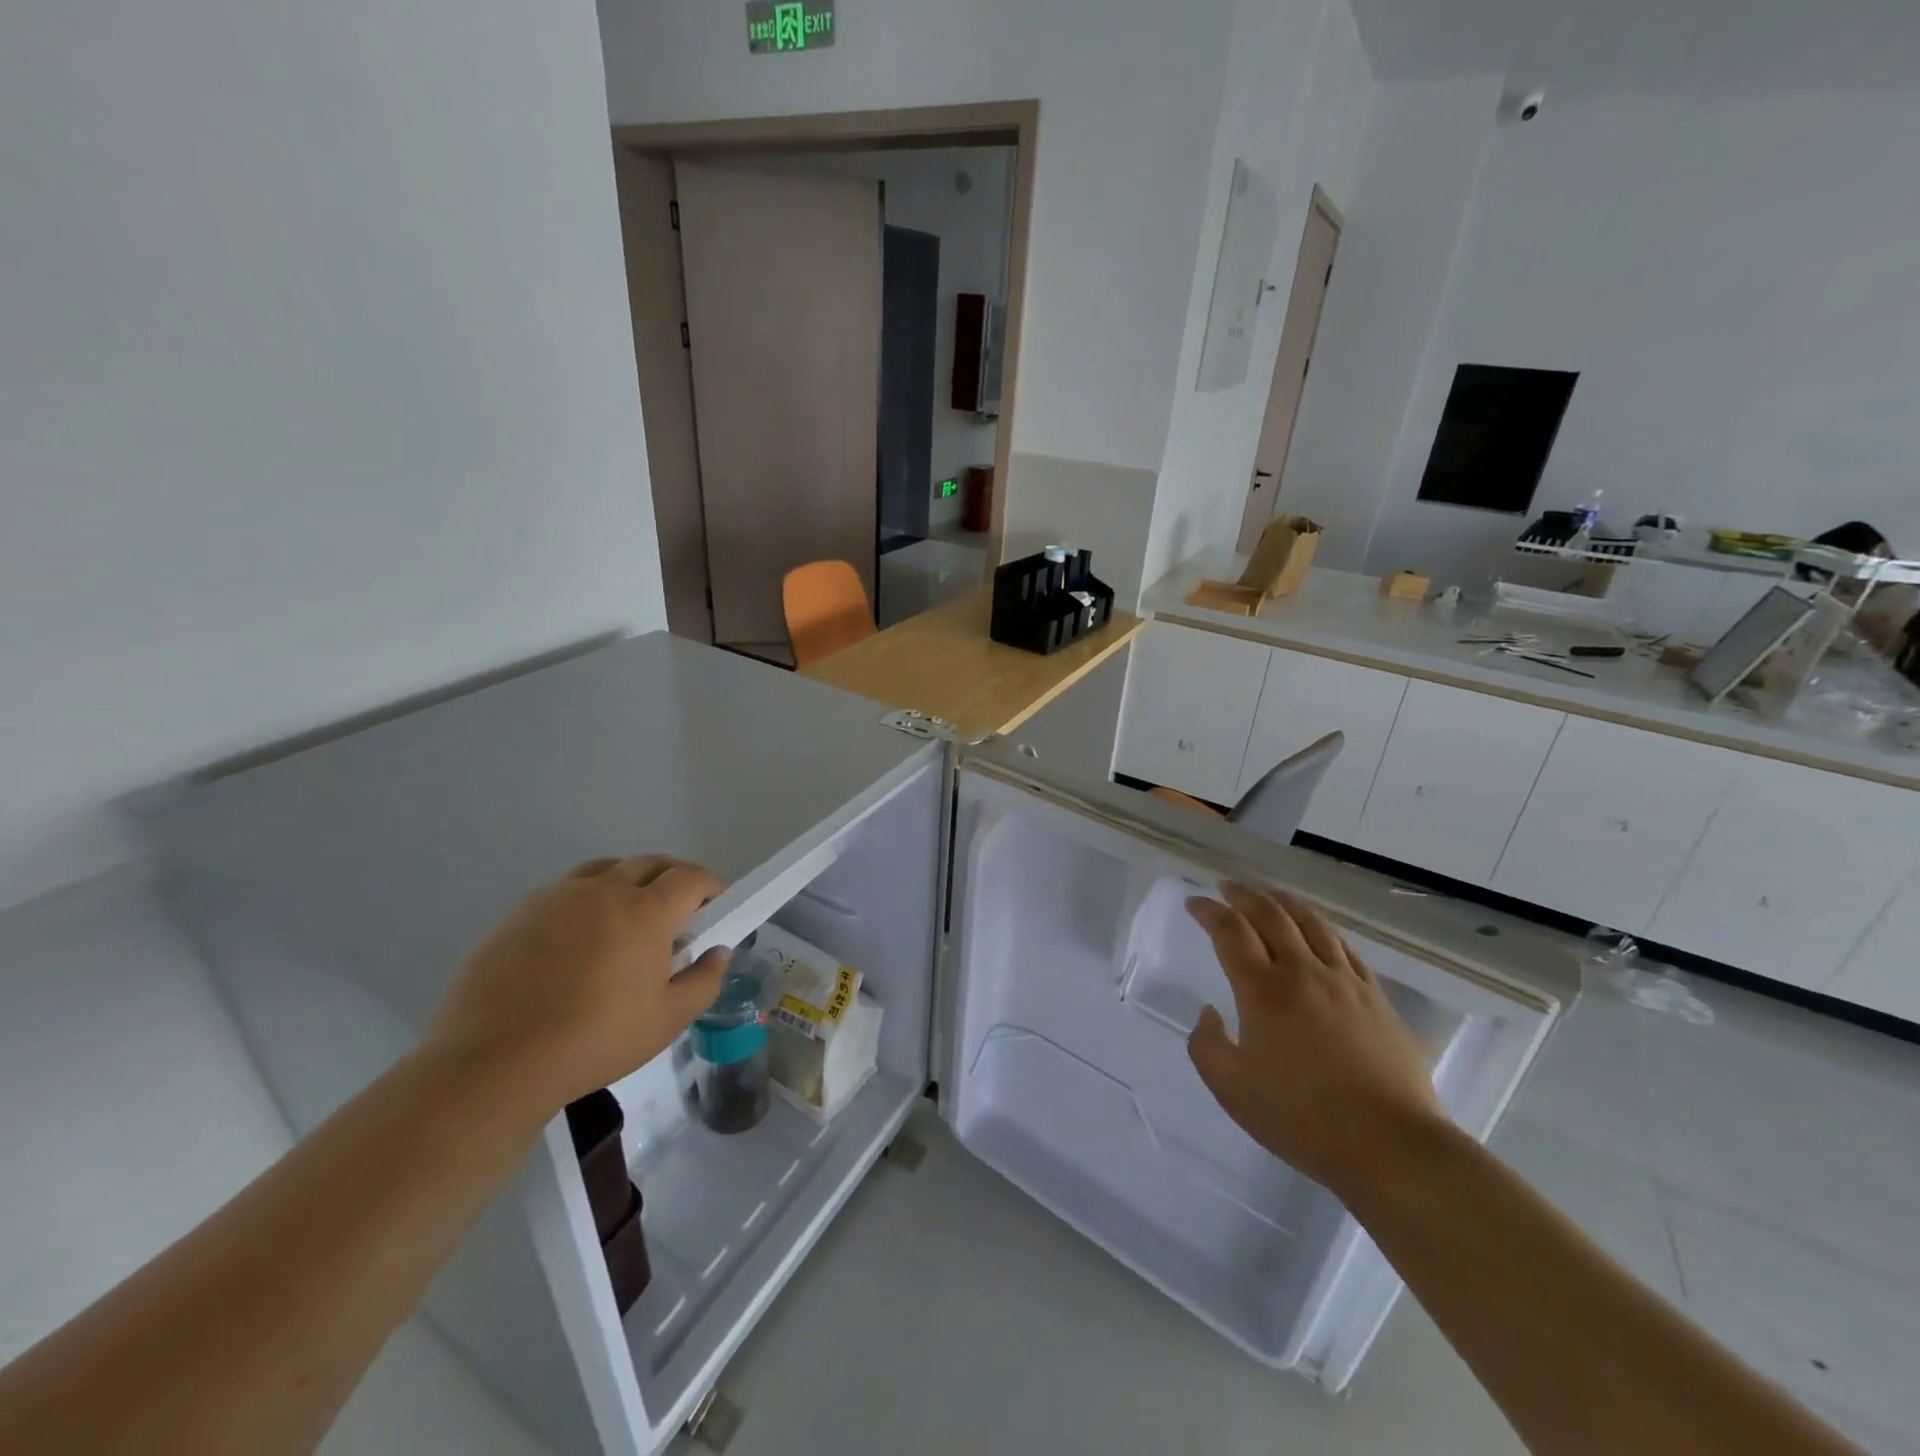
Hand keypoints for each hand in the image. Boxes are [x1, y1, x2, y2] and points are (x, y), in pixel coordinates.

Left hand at [423, 856, 730, 1109]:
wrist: (494, 1062)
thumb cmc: (595, 1040)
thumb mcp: (667, 1021)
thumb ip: (703, 981)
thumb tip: (718, 953)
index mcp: (646, 911)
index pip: (690, 877)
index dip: (709, 885)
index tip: (715, 905)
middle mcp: (605, 890)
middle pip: (649, 863)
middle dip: (672, 878)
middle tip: (677, 911)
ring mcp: (558, 897)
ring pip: (605, 869)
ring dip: (628, 881)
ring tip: (626, 916)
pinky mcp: (519, 912)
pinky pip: (565, 890)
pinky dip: (585, 899)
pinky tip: (577, 938)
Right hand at [1185, 883, 1446, 1192]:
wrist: (1390, 1145)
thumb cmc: (1302, 1118)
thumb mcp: (1232, 1090)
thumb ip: (1207, 1045)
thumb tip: (1210, 1012)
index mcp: (1263, 991)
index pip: (1230, 932)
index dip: (1208, 911)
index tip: (1194, 903)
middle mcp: (1302, 973)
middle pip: (1270, 915)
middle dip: (1244, 896)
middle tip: (1227, 888)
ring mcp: (1344, 981)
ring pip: (1311, 923)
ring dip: (1284, 902)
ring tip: (1270, 895)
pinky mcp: (1375, 997)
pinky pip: (1345, 947)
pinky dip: (1322, 927)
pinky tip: (1318, 929)